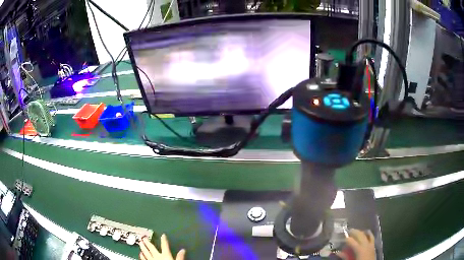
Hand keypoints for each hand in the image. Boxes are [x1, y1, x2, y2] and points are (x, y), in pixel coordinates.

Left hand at [139, 234, 185, 259]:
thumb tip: (183, 250)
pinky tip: (140, 253)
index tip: (163, 235)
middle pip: (152, 248)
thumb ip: (180, 257)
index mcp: (165, 255)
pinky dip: (142, 256)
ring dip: (143, 247)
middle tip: (144, 237)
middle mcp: (157, 256)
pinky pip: (144, 259)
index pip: (165, 246)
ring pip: (146, 252)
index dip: (164, 240)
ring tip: (140, 243)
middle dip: (148, 242)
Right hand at [337, 229, 374, 259]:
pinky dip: (368, 234)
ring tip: (357, 231)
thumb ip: (345, 257)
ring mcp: (371, 244)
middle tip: (349, 231)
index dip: (346, 238)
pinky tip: (366, 233)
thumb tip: (338, 252)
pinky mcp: (374, 246)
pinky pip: (371, 237)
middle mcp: (365, 244)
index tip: (342, 237)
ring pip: (366, 234)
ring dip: (361, 232)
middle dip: (354, 232)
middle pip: (360, 235)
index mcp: (359, 249)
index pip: (351, 241)